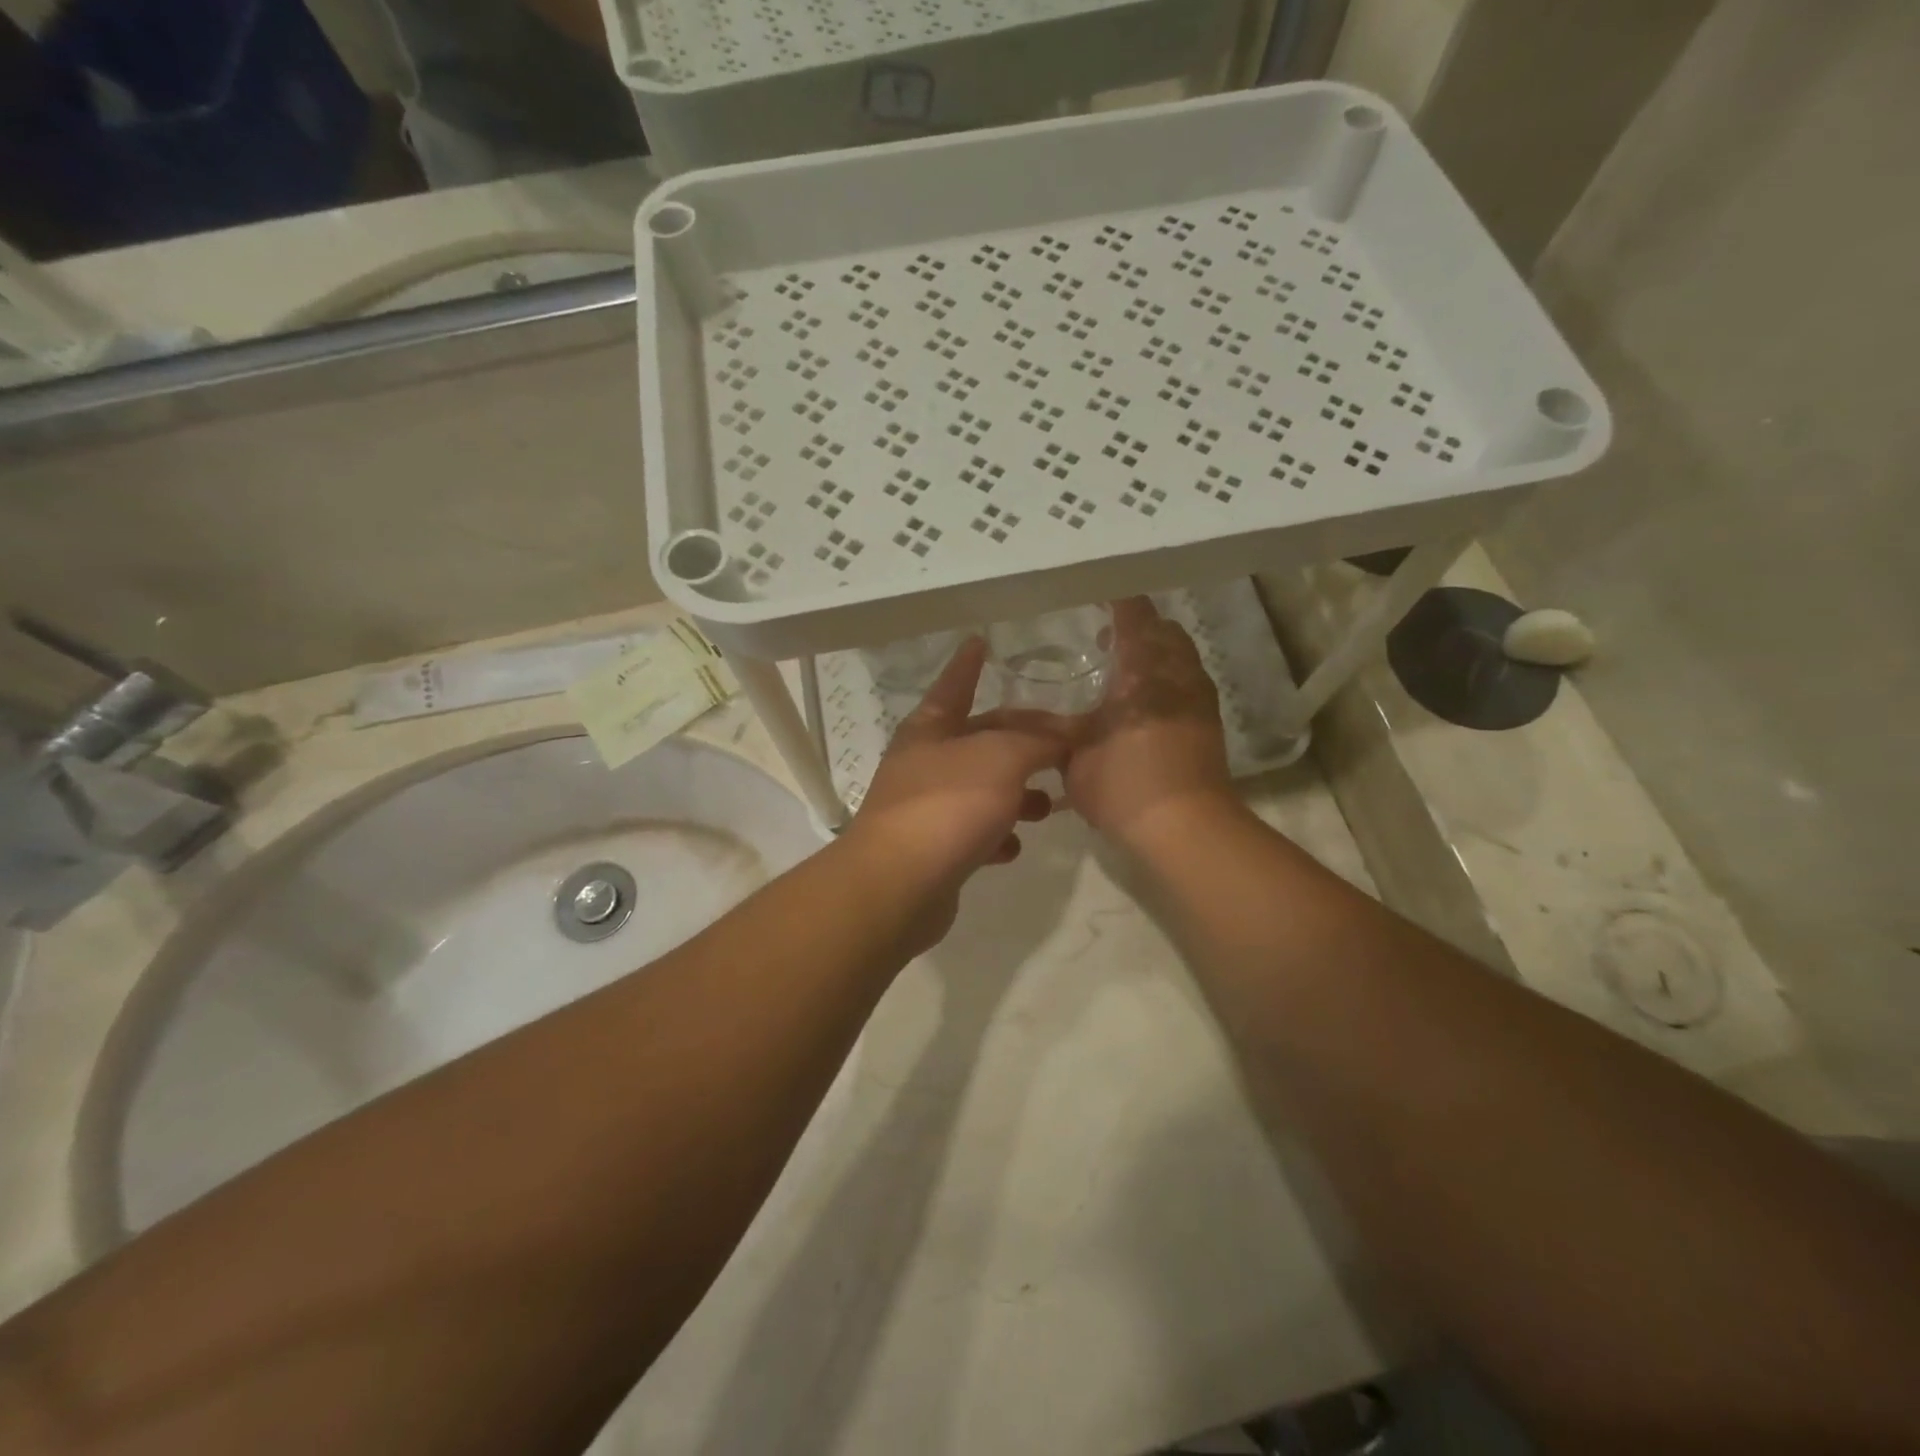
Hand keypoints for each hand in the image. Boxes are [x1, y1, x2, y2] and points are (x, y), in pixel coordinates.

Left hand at [847, 638, 1069, 944]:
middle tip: (1064, 748)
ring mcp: (926, 808)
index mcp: (930, 728)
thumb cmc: (948, 804)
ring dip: (1017, 795)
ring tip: (1049, 806)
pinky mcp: (933, 851)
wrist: (899, 884)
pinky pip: (973, 834)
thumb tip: (1064, 736)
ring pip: (981, 790)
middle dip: (1021, 743)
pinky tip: (1014, 848)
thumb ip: (1039, 741)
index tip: (979, 641)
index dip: (969, 664)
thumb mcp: (1002, 758)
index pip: (955, 684)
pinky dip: (997, 836)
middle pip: (980, 741)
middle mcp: (924, 763)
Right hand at [1064, 598, 1235, 845]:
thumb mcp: (1073, 756)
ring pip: (1182, 658)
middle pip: (1165, 631)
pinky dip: (1168, 681)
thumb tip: (1006, 718)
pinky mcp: (1209, 725)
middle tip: (1106, 642)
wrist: (1185, 828)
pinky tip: (1144, 708)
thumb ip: (1045, 729)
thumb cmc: (1124, 784)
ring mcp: (1199, 700)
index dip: (1119, 601)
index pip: (1135, 616)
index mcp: (1143, 671)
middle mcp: (1177, 675)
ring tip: (1125, 676)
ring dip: (1156, 655)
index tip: (1099, 595)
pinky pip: (1189, 684)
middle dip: (1138, 628)